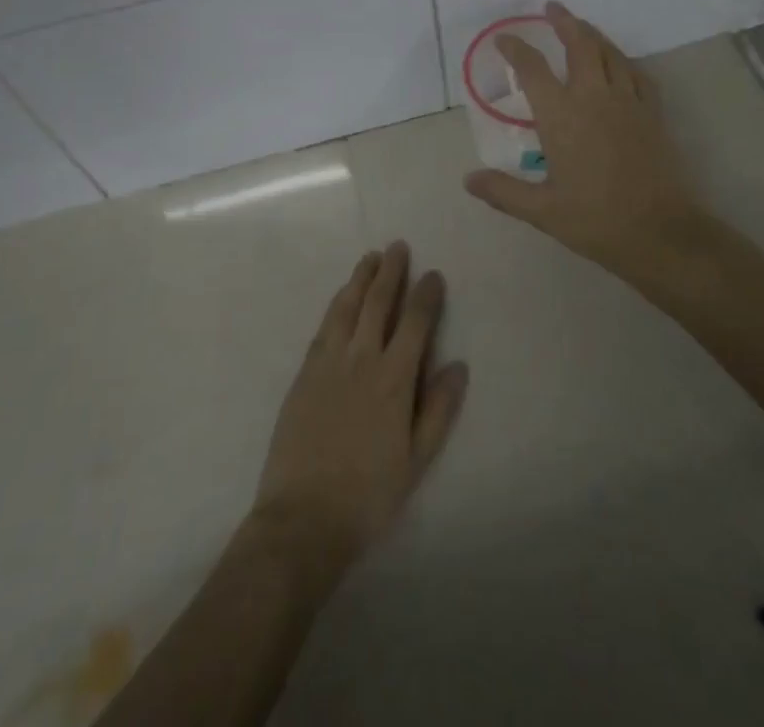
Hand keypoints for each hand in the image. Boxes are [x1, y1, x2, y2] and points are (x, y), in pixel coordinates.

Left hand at [250, 242, 467, 586]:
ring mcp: (328, 363)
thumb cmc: (369, 494)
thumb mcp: (417, 460)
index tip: (433, 274)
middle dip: (390, 272)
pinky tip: (341, 297)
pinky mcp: (304, 373)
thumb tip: (459, 365)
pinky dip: (336, 305)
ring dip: (360, 279)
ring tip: (370, 257)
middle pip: (377, 303)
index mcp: (393, 379)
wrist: (303, 516)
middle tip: (398, 246)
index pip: (414, 323)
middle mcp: (361, 359)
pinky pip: (323, 326)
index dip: (425, 295)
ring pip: (346, 307)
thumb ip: (438, 410)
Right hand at [464, 1, 706, 283]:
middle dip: (564, 22)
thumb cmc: (595, 220)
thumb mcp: (542, 211)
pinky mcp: (653, 114)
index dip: (516, 49)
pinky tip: (620, 63)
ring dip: (594, 34)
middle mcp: (594, 98)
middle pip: (579, 45)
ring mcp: (628, 102)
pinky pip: (638, 75)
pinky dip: (624, 61)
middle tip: (552, 7)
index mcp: (561, 116)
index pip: (533, 70)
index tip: (504, 39)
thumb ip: (503, 191)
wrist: (659, 232)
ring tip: (582, 26)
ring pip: (611, 54)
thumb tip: (468, 180)